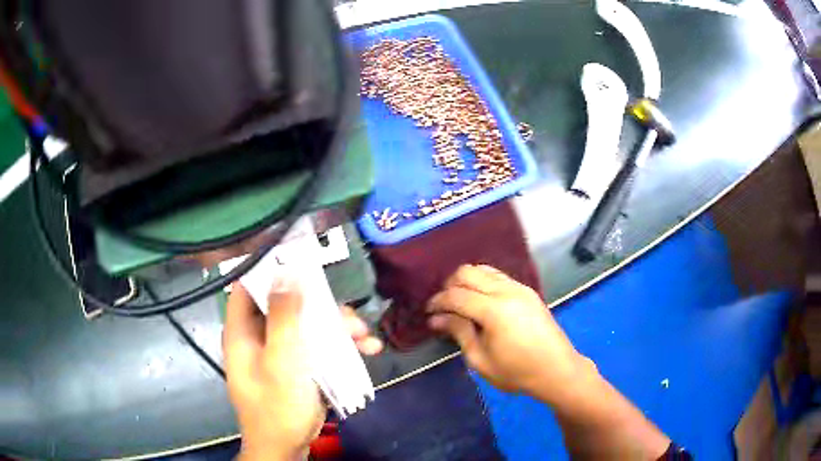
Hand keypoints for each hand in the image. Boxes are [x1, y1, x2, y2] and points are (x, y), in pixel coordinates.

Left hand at [223, 282, 381, 460]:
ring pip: (307, 324)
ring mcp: (279, 350)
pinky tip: (366, 351)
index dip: (271, 268)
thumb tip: (287, 272)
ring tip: (366, 338)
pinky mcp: (296, 364)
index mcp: (243, 331)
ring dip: (338, 328)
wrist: (286, 447)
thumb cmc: (277, 406)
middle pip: (286, 304)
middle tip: (350, 316)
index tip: (302, 260)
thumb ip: (283, 317)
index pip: (249, 285)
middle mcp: (258, 335)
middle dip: (321, 307)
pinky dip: (339, 346)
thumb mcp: (281, 361)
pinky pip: (316, 345)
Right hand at [427, 265, 593, 401]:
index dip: (438, 301)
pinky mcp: (527, 291)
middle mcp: (507, 291)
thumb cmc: (517, 372)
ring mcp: (520, 287)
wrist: (557, 369)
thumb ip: (459, 333)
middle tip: (443, 307)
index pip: (456, 295)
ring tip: (460, 303)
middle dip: (450, 285)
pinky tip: (480, 300)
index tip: (428, 312)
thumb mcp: (481, 360)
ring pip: (484, 269)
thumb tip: (436, 319)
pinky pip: (498, 275)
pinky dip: (483, 281)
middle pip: (468, 272)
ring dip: (467, 281)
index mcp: (494, 310)